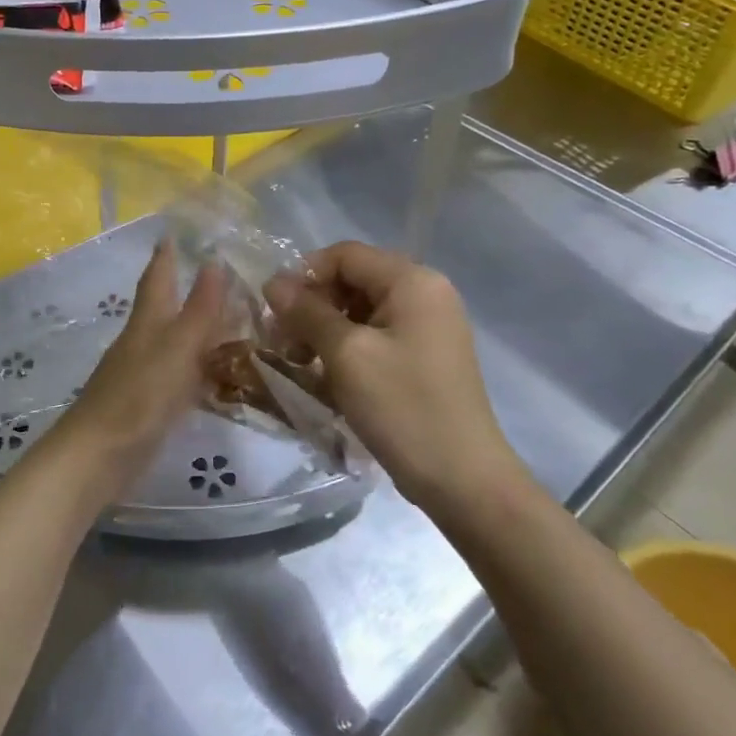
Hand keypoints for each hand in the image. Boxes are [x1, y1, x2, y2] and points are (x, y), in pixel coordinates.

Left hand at [43, 243, 226, 502]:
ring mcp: (143, 375)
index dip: (166, 256)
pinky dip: (199, 369)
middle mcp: (143, 342)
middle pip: (165, 308)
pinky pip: (180, 376)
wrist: (99, 455)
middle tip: (220, 276)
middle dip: (186, 290)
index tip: (173, 233)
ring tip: (232, 322)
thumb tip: (214, 261)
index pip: (157, 278)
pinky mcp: (148, 405)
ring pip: (175, 342)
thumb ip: (199, 309)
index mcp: (147, 322)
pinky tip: (217, 377)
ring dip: (198, 330)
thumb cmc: (140, 395)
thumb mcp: (177, 348)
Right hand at [264, 241, 524, 508]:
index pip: (345, 254)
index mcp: (413, 282)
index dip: (305, 275)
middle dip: (313, 306)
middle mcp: (426, 293)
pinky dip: (347, 349)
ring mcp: (428, 327)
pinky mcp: (425, 356)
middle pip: (353, 280)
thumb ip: (307, 312)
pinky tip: (328, 379)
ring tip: (302, 364)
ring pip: (361, 311)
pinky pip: (376, 336)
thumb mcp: (346, 355)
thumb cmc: (402, 407)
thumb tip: (273, 282)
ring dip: (325, 331)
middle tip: (284, 343)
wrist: (462, 480)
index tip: (277, 313)